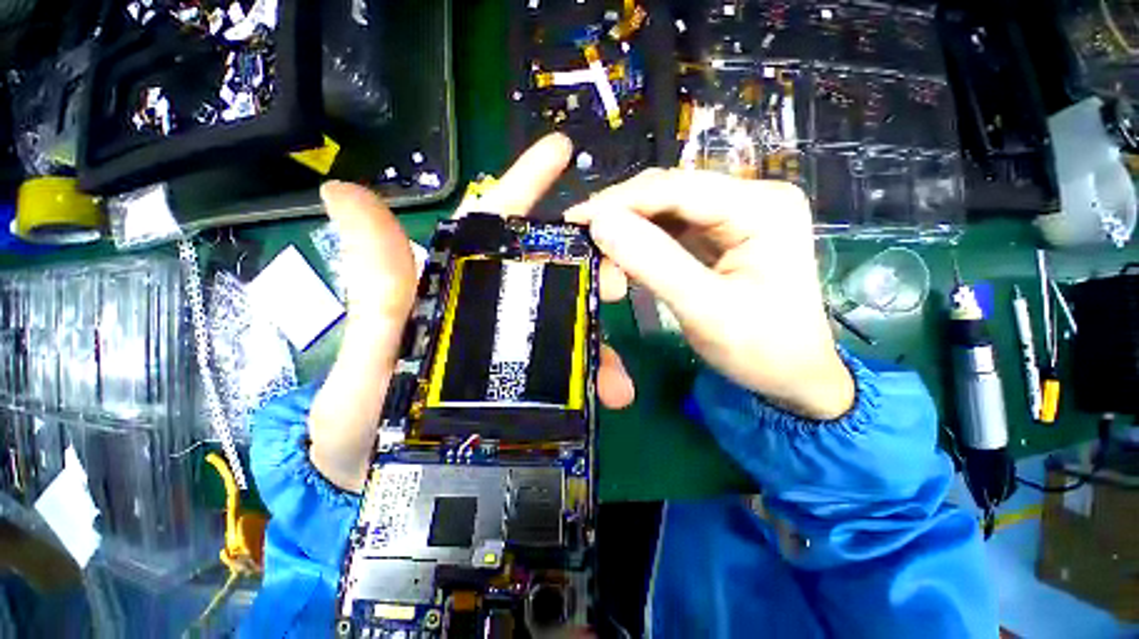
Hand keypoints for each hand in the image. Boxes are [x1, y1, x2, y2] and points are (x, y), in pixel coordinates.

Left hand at [309, 134, 634, 492]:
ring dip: (598, 347)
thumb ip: (373, 285)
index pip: (493, 223)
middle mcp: (490, 310)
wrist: (371, 480)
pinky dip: (593, 381)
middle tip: (622, 283)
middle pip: (548, 275)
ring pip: (568, 328)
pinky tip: (611, 398)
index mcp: (453, 287)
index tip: (563, 151)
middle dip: (590, 272)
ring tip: (619, 381)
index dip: (526, 183)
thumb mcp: (367, 351)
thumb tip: (341, 191)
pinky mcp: (528, 386)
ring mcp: (514, 349)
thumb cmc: (358, 418)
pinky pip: (569, 374)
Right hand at [565, 169, 852, 420]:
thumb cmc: (761, 349)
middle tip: (581, 235)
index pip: (678, 188)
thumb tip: (601, 223)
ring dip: (629, 227)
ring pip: (666, 209)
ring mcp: (736, 215)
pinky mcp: (721, 235)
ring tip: (597, 246)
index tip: (576, 218)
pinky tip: (622, 253)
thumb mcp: (705, 309)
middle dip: (622, 213)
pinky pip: (672, 228)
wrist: (792, 376)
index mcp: (762, 208)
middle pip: (671, 192)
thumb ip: (653, 263)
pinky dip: (642, 240)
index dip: (621, 200)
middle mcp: (751, 198)